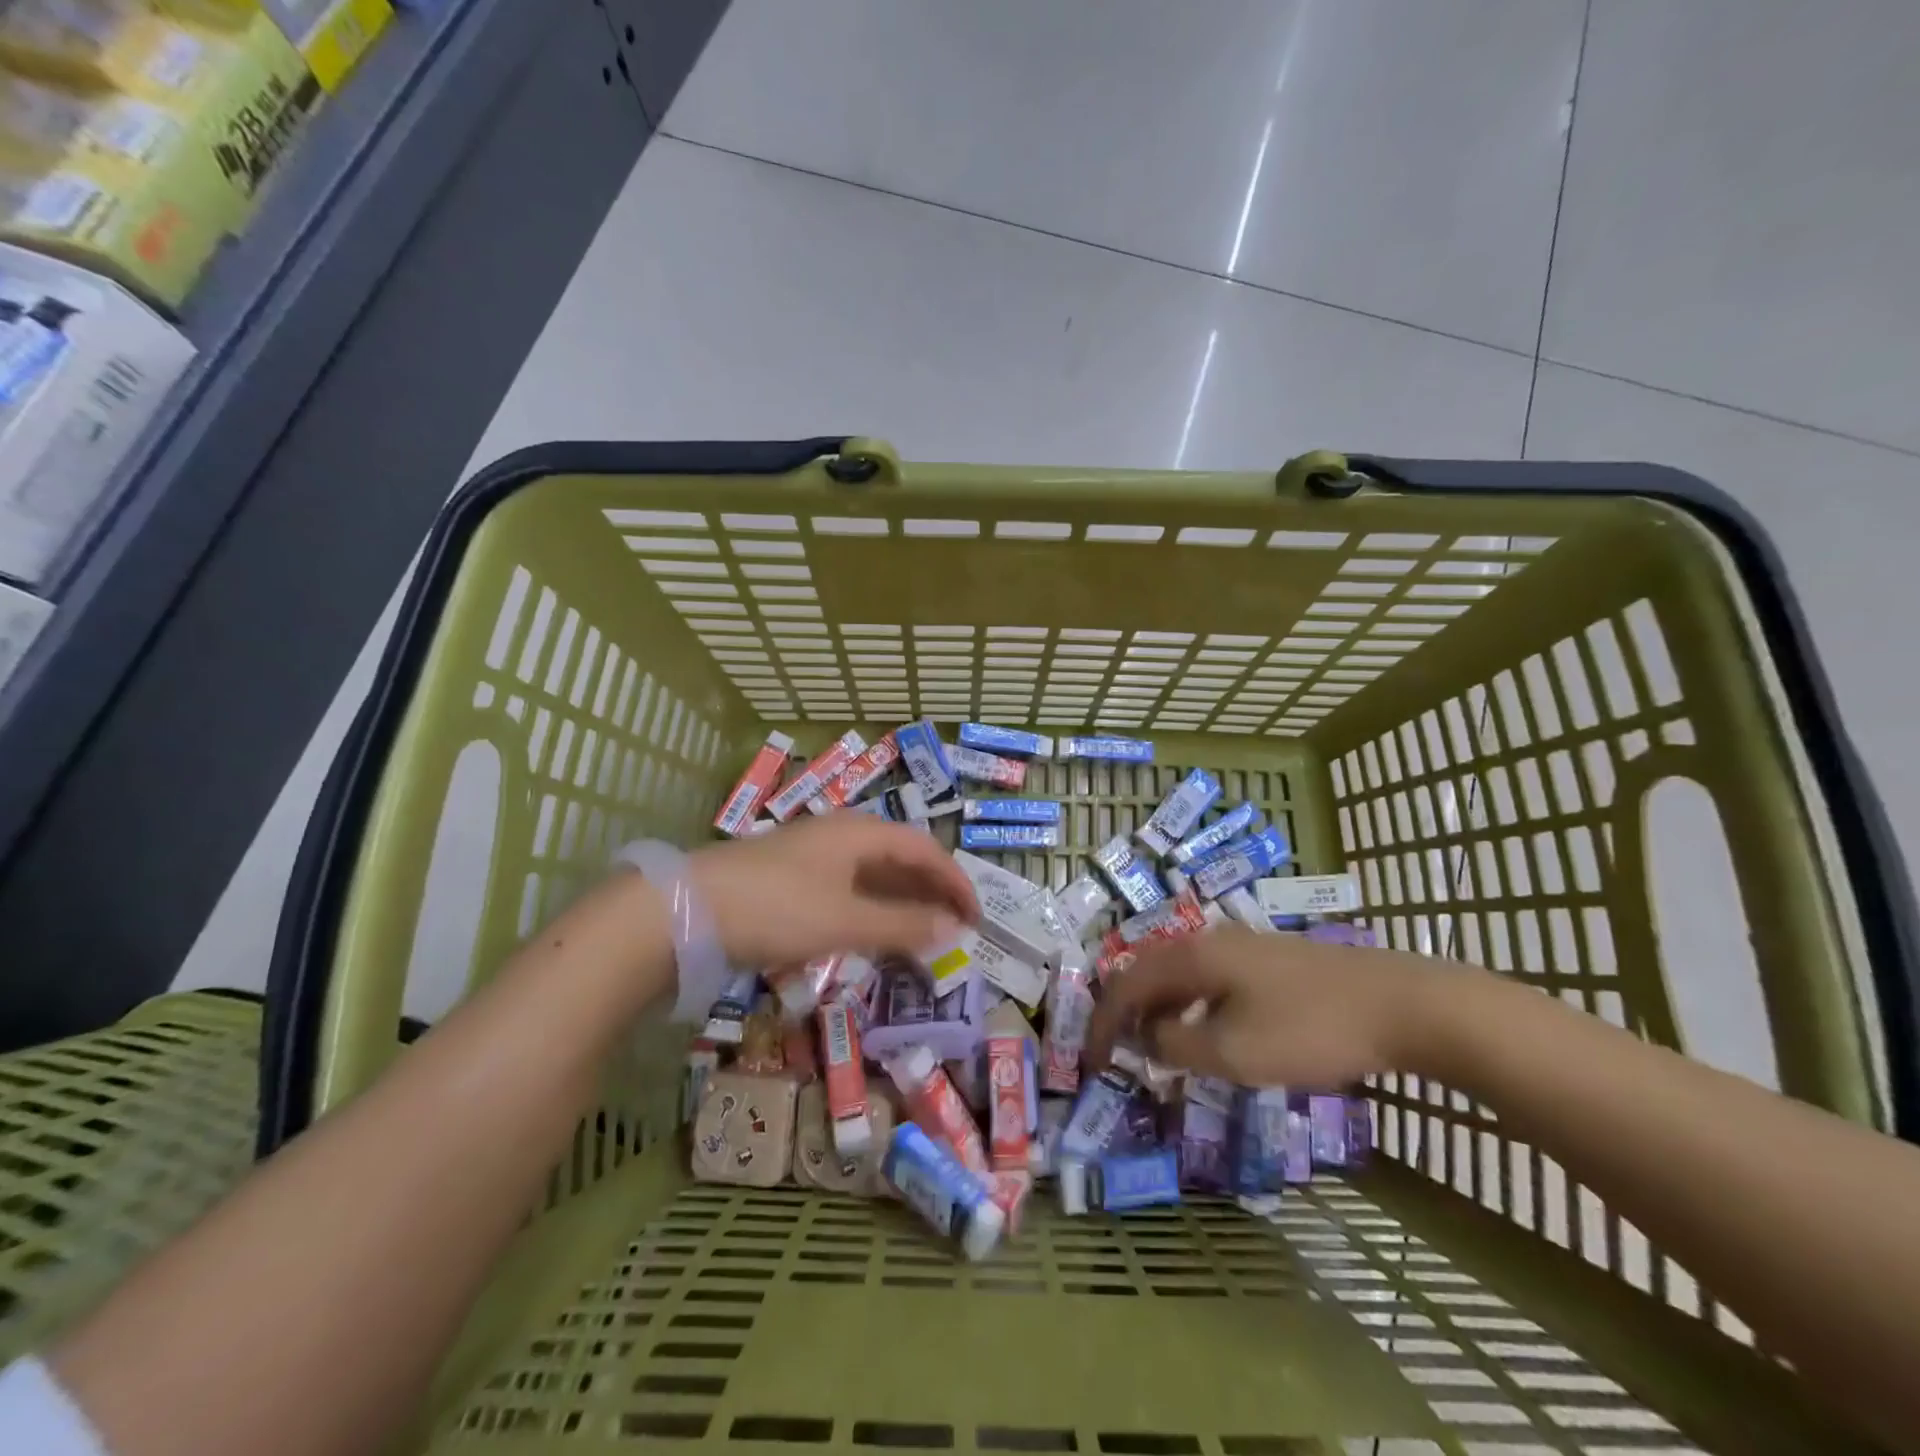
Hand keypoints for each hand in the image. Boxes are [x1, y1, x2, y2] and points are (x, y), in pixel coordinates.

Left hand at [689, 814, 978, 968]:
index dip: (954, 880)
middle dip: (930, 889)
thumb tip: (953, 930)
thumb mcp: (845, 920)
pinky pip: (846, 887)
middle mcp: (839, 835)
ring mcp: (811, 855)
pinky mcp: (789, 877)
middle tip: (954, 926)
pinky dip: (870, 908)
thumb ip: (901, 926)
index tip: (975, 916)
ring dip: (901, 901)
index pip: (924, 848)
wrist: (686, 910)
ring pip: (871, 873)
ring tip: (921, 933)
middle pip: (899, 857)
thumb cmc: (777, 908)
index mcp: (860, 832)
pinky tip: (870, 931)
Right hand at [1086, 927, 1465, 1087]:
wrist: (1400, 1004)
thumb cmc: (1308, 1029)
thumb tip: (1148, 1039)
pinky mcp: (1268, 961)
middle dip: (1126, 1012)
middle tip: (1117, 1052)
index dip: (1103, 1023)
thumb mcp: (1233, 1051)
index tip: (1091, 1063)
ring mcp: (1241, 947)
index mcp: (1191, 956)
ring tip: (1156, 1047)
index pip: (1126, 985)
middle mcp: (1207, 941)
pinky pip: (1208, 979)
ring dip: (1159, 1009)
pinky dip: (1189, 1006)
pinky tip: (1207, 1031)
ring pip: (1179, 975)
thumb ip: (1178, 1046)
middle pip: (1147, 972)